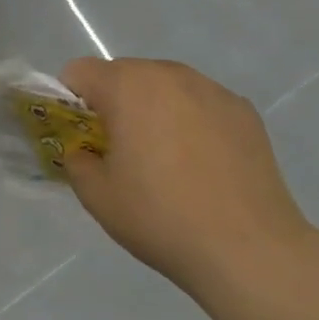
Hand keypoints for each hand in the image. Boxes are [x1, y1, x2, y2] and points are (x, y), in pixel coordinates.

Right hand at [59, 57, 318, 300]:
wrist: (248, 248)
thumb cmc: (160, 217)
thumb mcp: (97, 196)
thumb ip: (76, 161)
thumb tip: (85, 151)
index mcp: (127, 86)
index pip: (79, 71)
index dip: (71, 101)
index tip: (82, 137)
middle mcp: (169, 74)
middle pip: (124, 74)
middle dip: (114, 104)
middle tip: (122, 153)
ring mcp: (212, 89)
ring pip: (165, 87)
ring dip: (153, 110)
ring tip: (166, 161)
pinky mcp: (244, 110)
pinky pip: (201, 104)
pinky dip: (191, 122)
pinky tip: (203, 166)